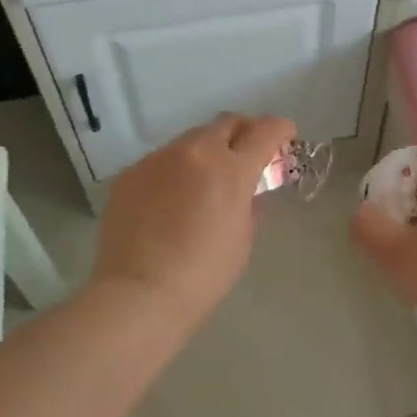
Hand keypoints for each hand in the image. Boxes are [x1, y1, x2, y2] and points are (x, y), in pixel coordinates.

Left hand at [91, 112, 296, 331]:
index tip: (285, 136)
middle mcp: (195, 152)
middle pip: (227, 123)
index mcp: (231, 169)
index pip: (265, 131)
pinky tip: (169, 200)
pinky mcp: (131, 172)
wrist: (138, 294)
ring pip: (191, 139)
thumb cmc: (202, 275)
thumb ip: (249, 203)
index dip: (280, 129)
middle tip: (246, 155)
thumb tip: (247, 188)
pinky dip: (175, 171)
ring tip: (203, 182)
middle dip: (243, 133)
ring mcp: (159, 158)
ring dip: (206, 151)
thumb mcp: (242, 239)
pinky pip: (162, 160)